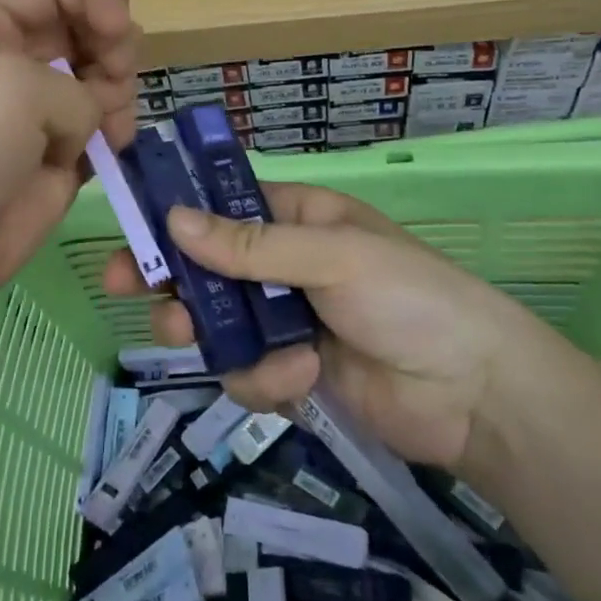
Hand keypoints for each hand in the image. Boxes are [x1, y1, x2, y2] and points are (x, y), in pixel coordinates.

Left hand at [0, 0, 138, 344]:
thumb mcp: (12, 83)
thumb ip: (78, 86)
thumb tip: (91, 122)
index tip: (119, 29)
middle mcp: (15, 60)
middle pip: (88, 27)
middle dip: (113, 45)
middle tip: (112, 76)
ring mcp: (39, 112)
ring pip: (104, 78)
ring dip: (119, 91)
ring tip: (111, 123)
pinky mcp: (58, 158)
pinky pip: (104, 128)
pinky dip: (117, 131)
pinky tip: (111, 147)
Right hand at [104, 184, 547, 473]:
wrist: (474, 393)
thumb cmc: (408, 298)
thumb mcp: (332, 257)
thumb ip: (251, 245)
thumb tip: (175, 219)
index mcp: (299, 219)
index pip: (225, 207)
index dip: (178, 216)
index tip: (133, 229)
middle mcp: (287, 265)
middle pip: (209, 268)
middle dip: (174, 280)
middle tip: (126, 288)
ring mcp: (289, 320)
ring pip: (220, 324)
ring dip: (216, 337)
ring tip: (198, 343)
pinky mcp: (294, 372)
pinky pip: (250, 371)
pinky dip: (266, 379)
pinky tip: (302, 379)